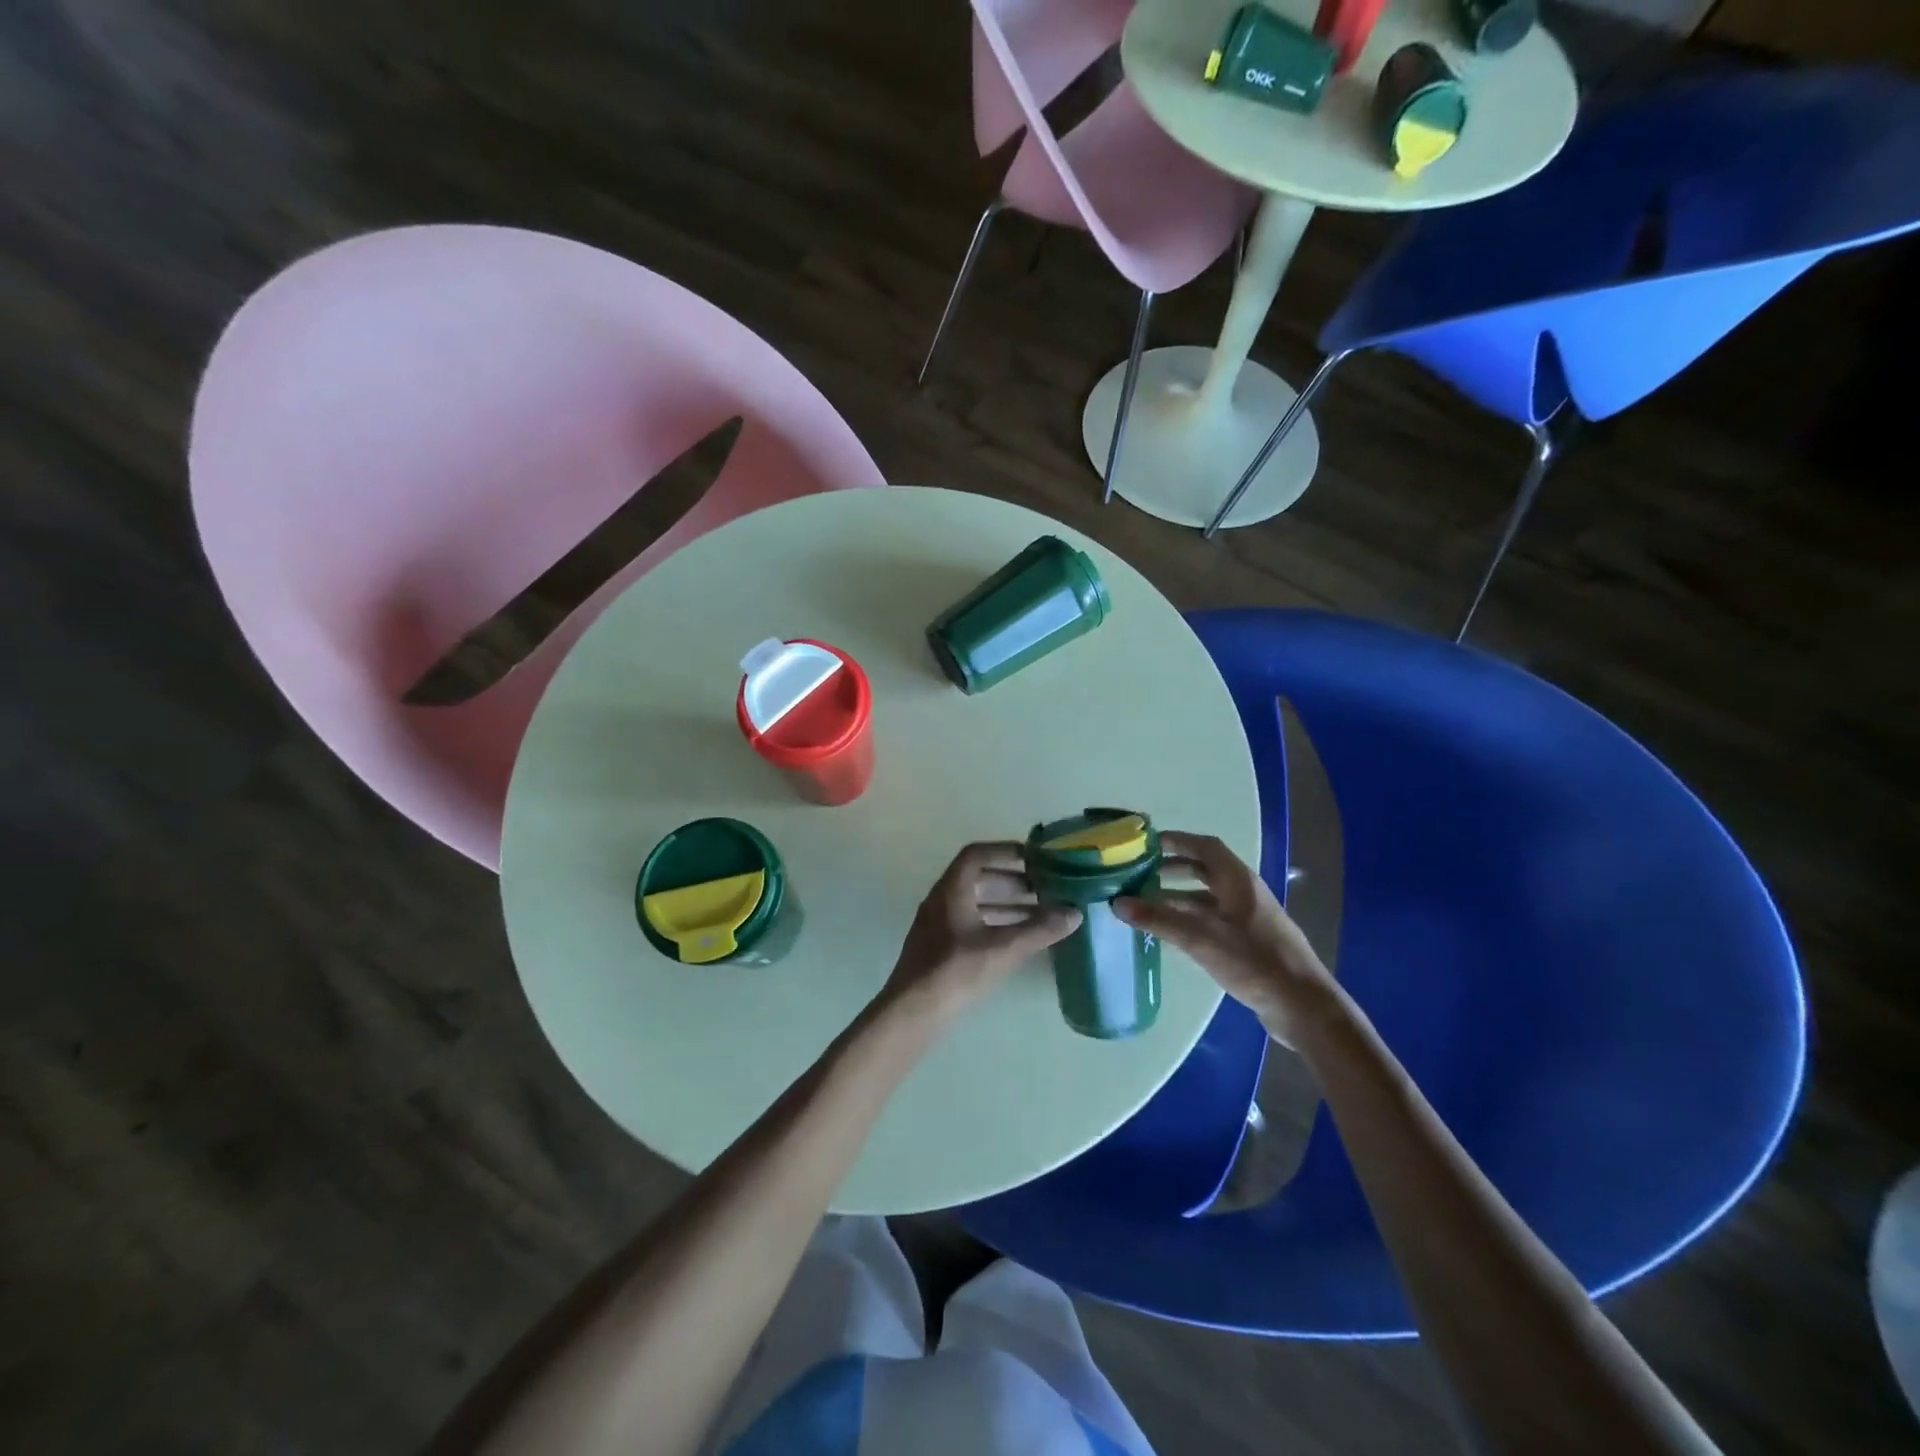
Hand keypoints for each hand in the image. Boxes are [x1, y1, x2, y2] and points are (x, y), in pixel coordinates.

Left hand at [881, 842, 1081, 1022]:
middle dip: (1011, 881)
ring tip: (1037, 915)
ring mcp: (936, 925)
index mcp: (951, 890)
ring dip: (1004, 904)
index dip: (1005, 851)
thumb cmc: (956, 971)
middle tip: (1041, 888)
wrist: (912, 1012)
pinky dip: (993, 923)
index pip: (976, 854)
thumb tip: (1074, 914)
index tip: (1032, 858)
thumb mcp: (1003, 949)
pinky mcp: (937, 947)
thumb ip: (1039, 930)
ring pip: (974, 903)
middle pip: (977, 878)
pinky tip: (1014, 941)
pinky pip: (969, 923)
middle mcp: (940, 900)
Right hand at [1113, 831, 1340, 1046]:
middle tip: (1141, 874)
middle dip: (1173, 869)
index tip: (1148, 843)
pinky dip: (1189, 920)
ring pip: (1207, 898)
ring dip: (1178, 897)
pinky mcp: (1248, 943)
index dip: (1177, 840)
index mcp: (1238, 880)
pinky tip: (1170, 934)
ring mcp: (1248, 919)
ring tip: (1146, 905)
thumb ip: (1159, 919)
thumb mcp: (1201, 938)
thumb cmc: (1254, 961)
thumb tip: (1117, 903)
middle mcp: (1244, 893)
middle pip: (1205, 870)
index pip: (1205, 846)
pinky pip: (1212, 920)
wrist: (1302, 1005)